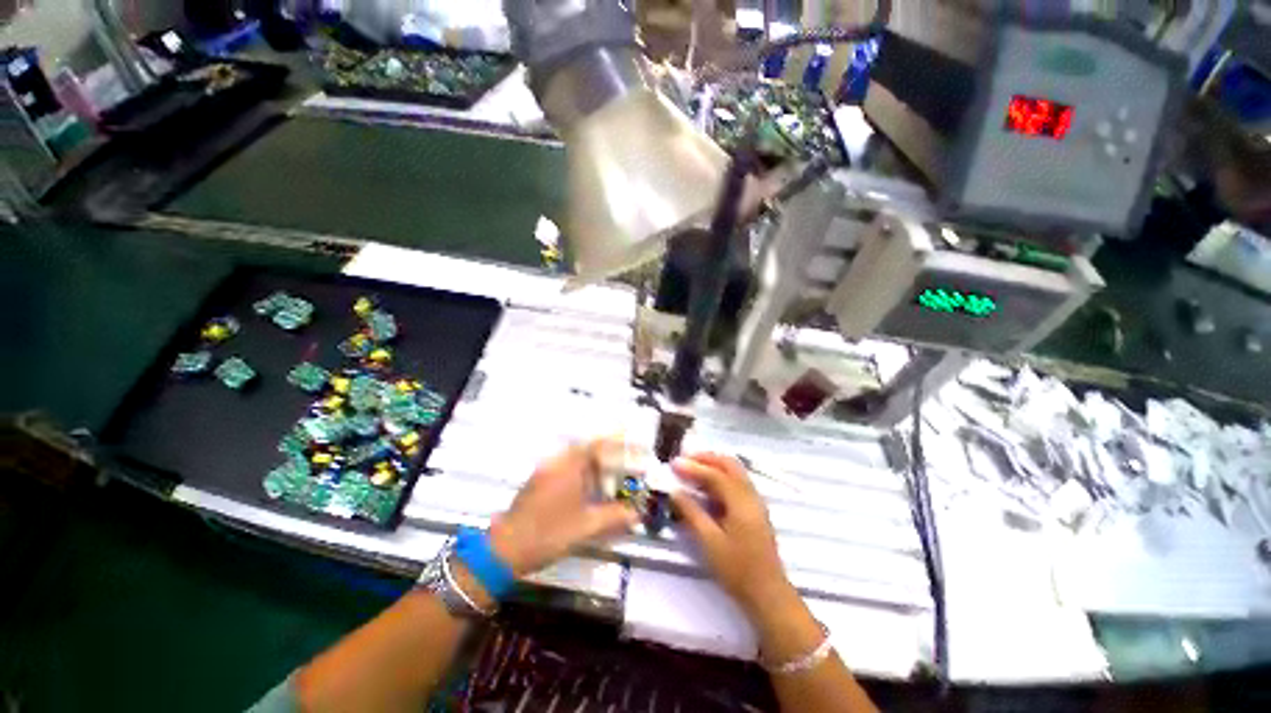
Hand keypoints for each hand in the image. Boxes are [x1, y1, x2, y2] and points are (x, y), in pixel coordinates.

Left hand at [488, 440, 639, 577]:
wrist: (504, 550)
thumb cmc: (548, 534)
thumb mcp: (586, 527)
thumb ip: (614, 517)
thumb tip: (637, 513)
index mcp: (569, 466)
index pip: (597, 445)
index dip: (617, 443)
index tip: (631, 444)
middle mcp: (556, 462)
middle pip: (587, 450)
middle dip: (607, 457)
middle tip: (623, 468)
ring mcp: (545, 471)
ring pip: (576, 460)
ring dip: (593, 467)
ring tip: (609, 481)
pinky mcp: (538, 482)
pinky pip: (565, 469)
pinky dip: (581, 475)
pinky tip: (587, 492)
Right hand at [671, 453, 795, 615]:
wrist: (768, 594)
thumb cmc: (737, 570)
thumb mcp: (710, 542)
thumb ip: (692, 512)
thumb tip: (674, 491)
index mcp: (741, 502)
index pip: (716, 475)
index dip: (693, 467)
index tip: (673, 463)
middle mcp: (751, 495)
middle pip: (729, 465)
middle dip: (706, 458)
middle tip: (684, 459)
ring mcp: (755, 502)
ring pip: (735, 472)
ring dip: (714, 465)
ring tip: (692, 468)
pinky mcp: (754, 510)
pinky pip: (737, 482)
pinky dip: (721, 476)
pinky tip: (707, 485)